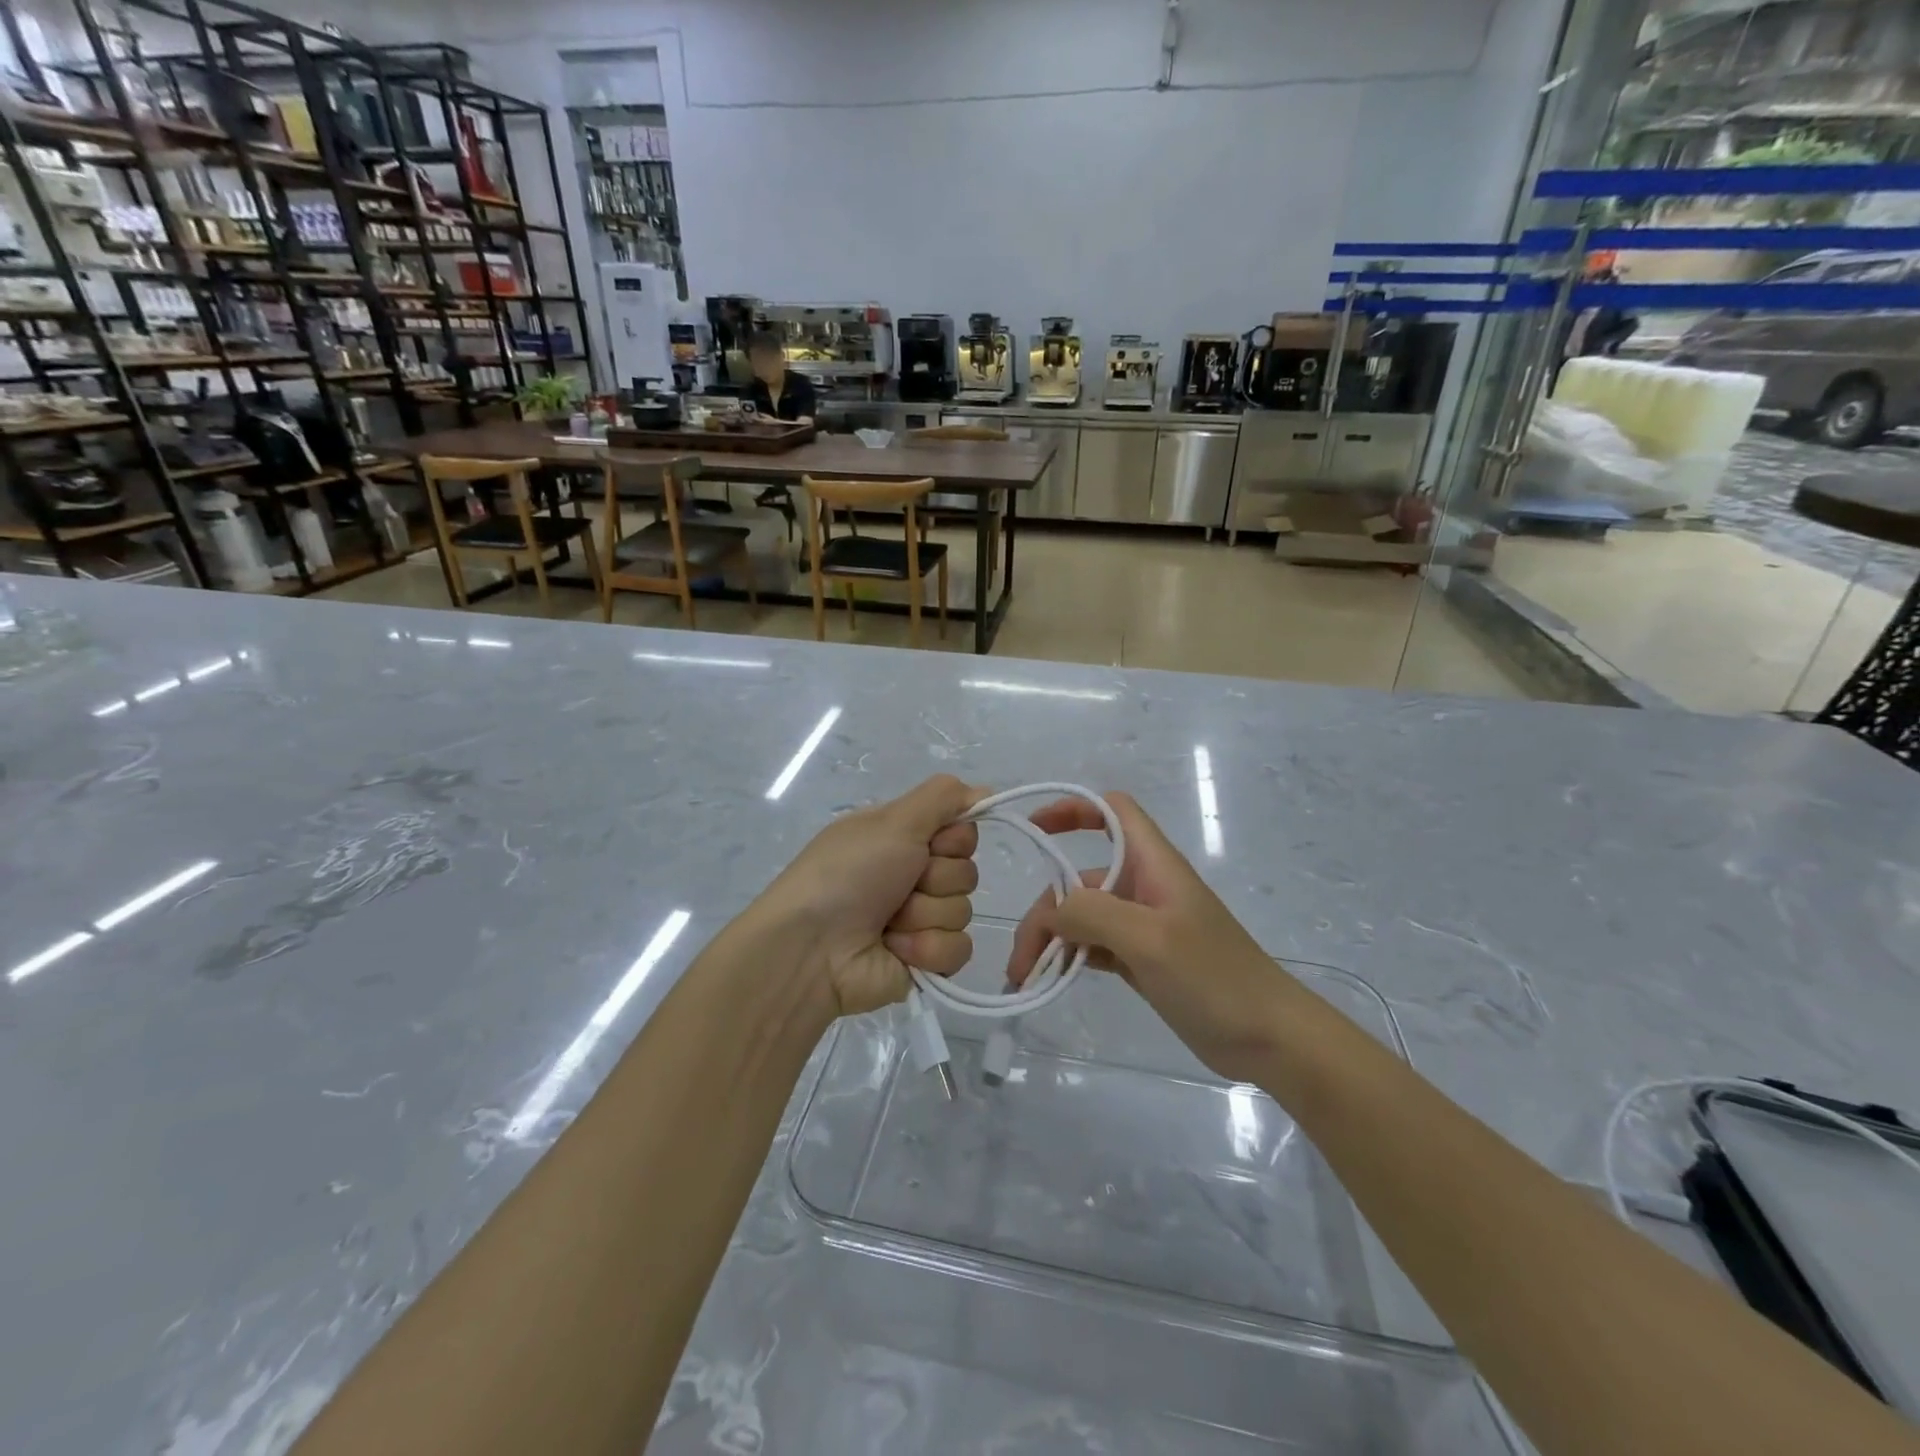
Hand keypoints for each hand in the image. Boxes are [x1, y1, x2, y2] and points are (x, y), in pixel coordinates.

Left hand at [759, 774, 982, 1017]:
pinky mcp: (926, 961)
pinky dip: (926, 949)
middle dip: (935, 879)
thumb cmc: (848, 874)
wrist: (811, 948)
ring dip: (924, 916)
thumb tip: (985, 790)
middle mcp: (914, 876)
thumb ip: (943, 798)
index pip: (963, 832)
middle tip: (899, 886)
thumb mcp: (893, 821)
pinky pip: (958, 949)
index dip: (953, 840)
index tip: (929, 845)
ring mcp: (920, 920)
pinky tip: (895, 949)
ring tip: (887, 923)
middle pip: (966, 872)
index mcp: (902, 839)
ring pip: (963, 911)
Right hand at [1004, 791, 1292, 1082]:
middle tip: (1021, 960)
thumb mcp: (1150, 939)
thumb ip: (1093, 913)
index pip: (1112, 811)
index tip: (1034, 829)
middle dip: (1046, 909)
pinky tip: (1049, 981)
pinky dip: (1069, 957)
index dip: (1072, 808)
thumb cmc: (1215, 977)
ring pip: (1082, 916)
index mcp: (1154, 865)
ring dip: (1051, 940)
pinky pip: (1093, 946)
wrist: (1268, 1039)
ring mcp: (1142, 926)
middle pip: (1081, 878)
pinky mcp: (1142, 959)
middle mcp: (1145, 887)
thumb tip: (1052, 911)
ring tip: (1026, 979)